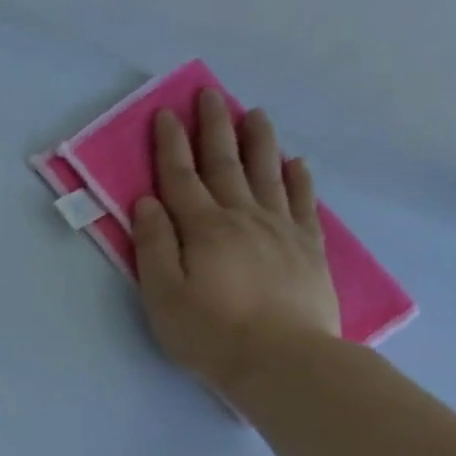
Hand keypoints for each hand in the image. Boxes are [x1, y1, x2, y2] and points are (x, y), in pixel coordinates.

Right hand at [130, 91, 339, 398]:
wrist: (283, 361)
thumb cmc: (209, 333)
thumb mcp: (162, 295)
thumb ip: (154, 245)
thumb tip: (147, 203)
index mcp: (203, 229)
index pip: (181, 177)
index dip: (171, 144)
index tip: (166, 113)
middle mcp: (243, 217)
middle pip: (225, 164)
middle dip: (214, 128)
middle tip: (211, 95)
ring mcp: (281, 229)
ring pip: (268, 173)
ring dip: (258, 141)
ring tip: (254, 113)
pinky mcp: (308, 247)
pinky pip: (303, 201)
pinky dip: (298, 178)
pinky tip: (295, 163)